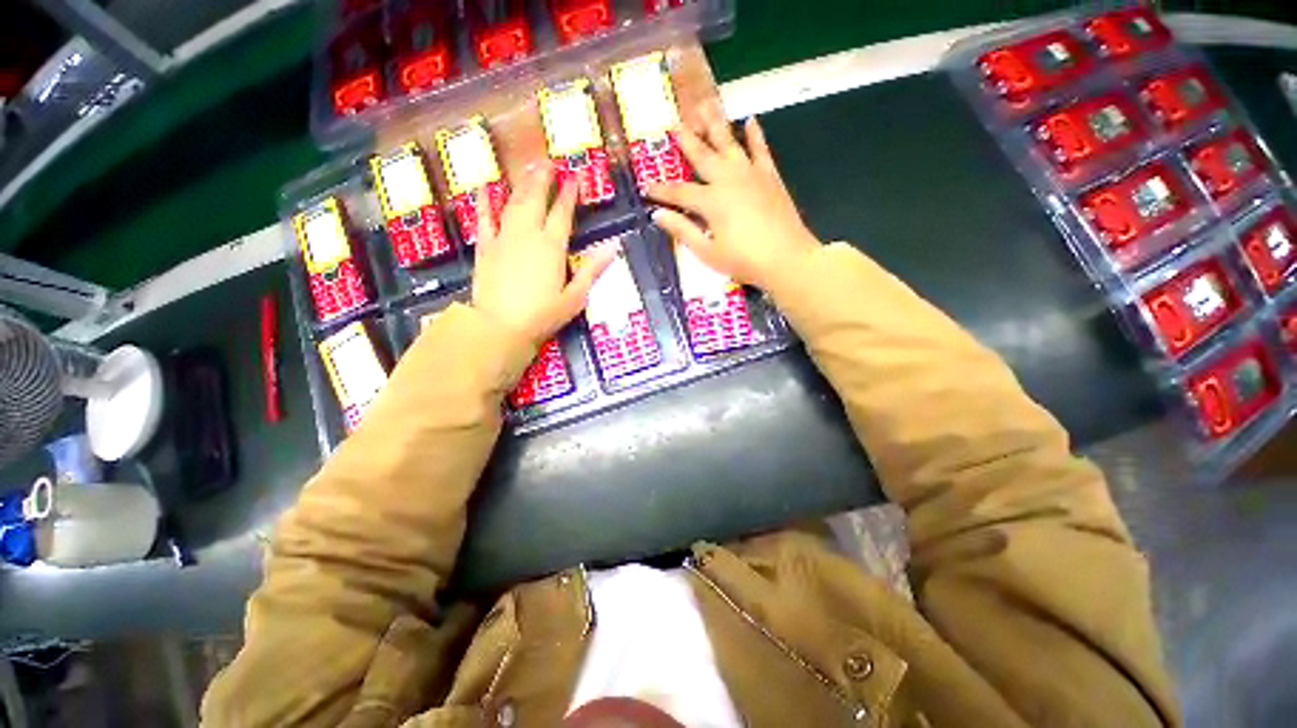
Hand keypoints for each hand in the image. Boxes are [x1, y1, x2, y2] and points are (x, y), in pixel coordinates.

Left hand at [471, 166, 613, 344]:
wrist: (500, 327)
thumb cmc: (543, 315)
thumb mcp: (575, 296)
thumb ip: (592, 269)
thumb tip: (613, 247)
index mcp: (552, 246)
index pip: (563, 213)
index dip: (569, 194)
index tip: (574, 177)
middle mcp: (528, 234)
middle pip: (536, 200)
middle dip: (543, 180)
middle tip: (548, 162)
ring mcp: (504, 238)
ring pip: (514, 203)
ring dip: (521, 184)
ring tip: (528, 168)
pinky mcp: (485, 248)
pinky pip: (484, 219)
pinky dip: (484, 203)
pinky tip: (484, 188)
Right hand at [645, 102, 820, 292]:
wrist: (787, 259)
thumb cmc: (744, 261)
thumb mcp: (707, 253)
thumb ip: (683, 231)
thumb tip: (658, 215)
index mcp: (711, 201)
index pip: (679, 192)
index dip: (661, 190)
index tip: (646, 187)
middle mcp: (728, 179)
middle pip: (702, 156)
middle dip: (686, 141)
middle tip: (673, 124)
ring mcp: (751, 174)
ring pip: (729, 143)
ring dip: (715, 124)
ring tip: (705, 104)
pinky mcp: (769, 177)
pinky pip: (760, 150)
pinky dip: (755, 135)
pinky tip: (750, 120)